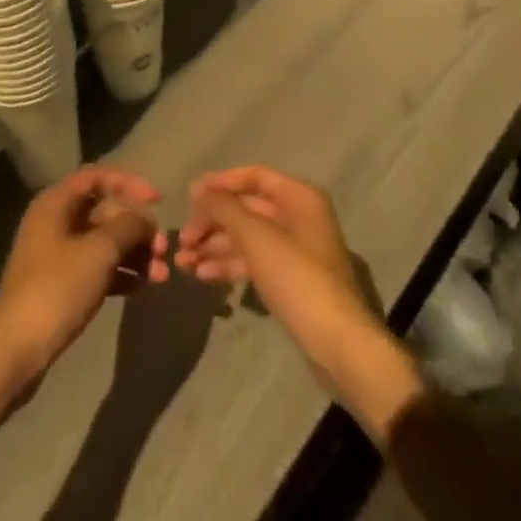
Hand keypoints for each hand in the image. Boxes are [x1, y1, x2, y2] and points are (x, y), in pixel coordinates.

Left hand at [0, 166, 169, 377]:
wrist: (17, 350)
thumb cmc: (58, 288)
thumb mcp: (99, 251)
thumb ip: (128, 226)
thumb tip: (144, 219)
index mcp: (56, 203)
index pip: (98, 177)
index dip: (130, 183)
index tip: (158, 200)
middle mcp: (56, 222)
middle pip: (105, 212)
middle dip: (137, 228)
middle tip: (163, 249)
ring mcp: (57, 255)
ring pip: (104, 243)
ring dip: (134, 254)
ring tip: (161, 274)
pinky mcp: (62, 285)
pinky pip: (98, 268)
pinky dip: (121, 273)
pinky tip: (143, 286)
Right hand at [175, 168, 410, 423]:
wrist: (337, 343)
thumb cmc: (298, 279)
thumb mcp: (257, 239)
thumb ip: (225, 209)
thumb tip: (199, 188)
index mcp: (299, 197)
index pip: (254, 176)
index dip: (221, 183)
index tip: (189, 197)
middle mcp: (298, 216)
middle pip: (247, 208)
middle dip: (213, 221)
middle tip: (182, 240)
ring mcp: (294, 249)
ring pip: (247, 237)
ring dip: (215, 246)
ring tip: (183, 263)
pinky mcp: (289, 279)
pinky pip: (253, 261)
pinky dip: (229, 265)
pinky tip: (203, 275)